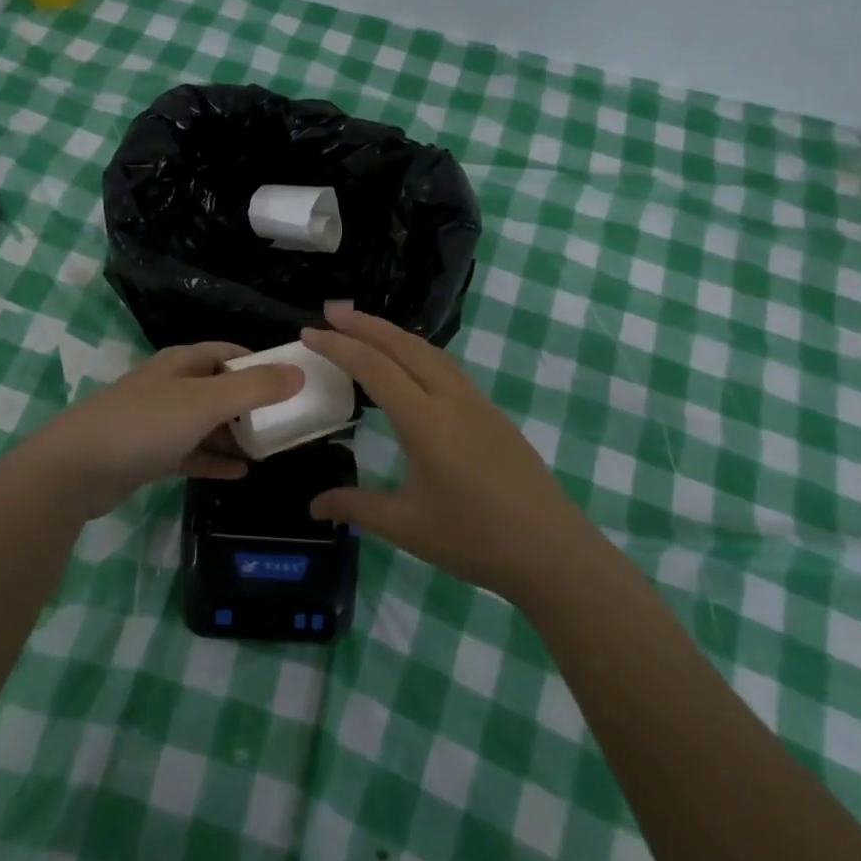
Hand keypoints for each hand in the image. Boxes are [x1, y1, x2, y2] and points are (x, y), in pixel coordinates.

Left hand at [16, 342, 303, 519]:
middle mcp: (170, 386)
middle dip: (253, 404)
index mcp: (181, 363)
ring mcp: (158, 421)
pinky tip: (241, 473)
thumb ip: (254, 389)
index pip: (229, 353)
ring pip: (207, 423)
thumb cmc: (143, 425)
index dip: (260, 364)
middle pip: (220, 388)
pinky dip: (215, 459)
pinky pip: (192, 453)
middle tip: (287, 422)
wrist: (74, 470)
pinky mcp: (149, 454)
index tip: (292, 382)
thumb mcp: (204, 402)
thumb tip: (299, 373)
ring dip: (235, 434)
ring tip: (270, 449)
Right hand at [301, 304, 587, 603]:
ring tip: (363, 328)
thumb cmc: (474, 539)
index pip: (374, 368)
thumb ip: (356, 507)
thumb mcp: (406, 526)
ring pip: (429, 351)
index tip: (309, 332)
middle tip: (331, 311)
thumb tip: (313, 506)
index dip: (338, 346)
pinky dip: (417, 351)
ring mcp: (476, 402)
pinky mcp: (491, 413)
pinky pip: (447, 367)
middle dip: (365, 323)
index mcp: (425, 421)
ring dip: (393, 333)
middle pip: (403, 345)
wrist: (551, 550)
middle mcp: (451, 398)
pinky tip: (409, 364)